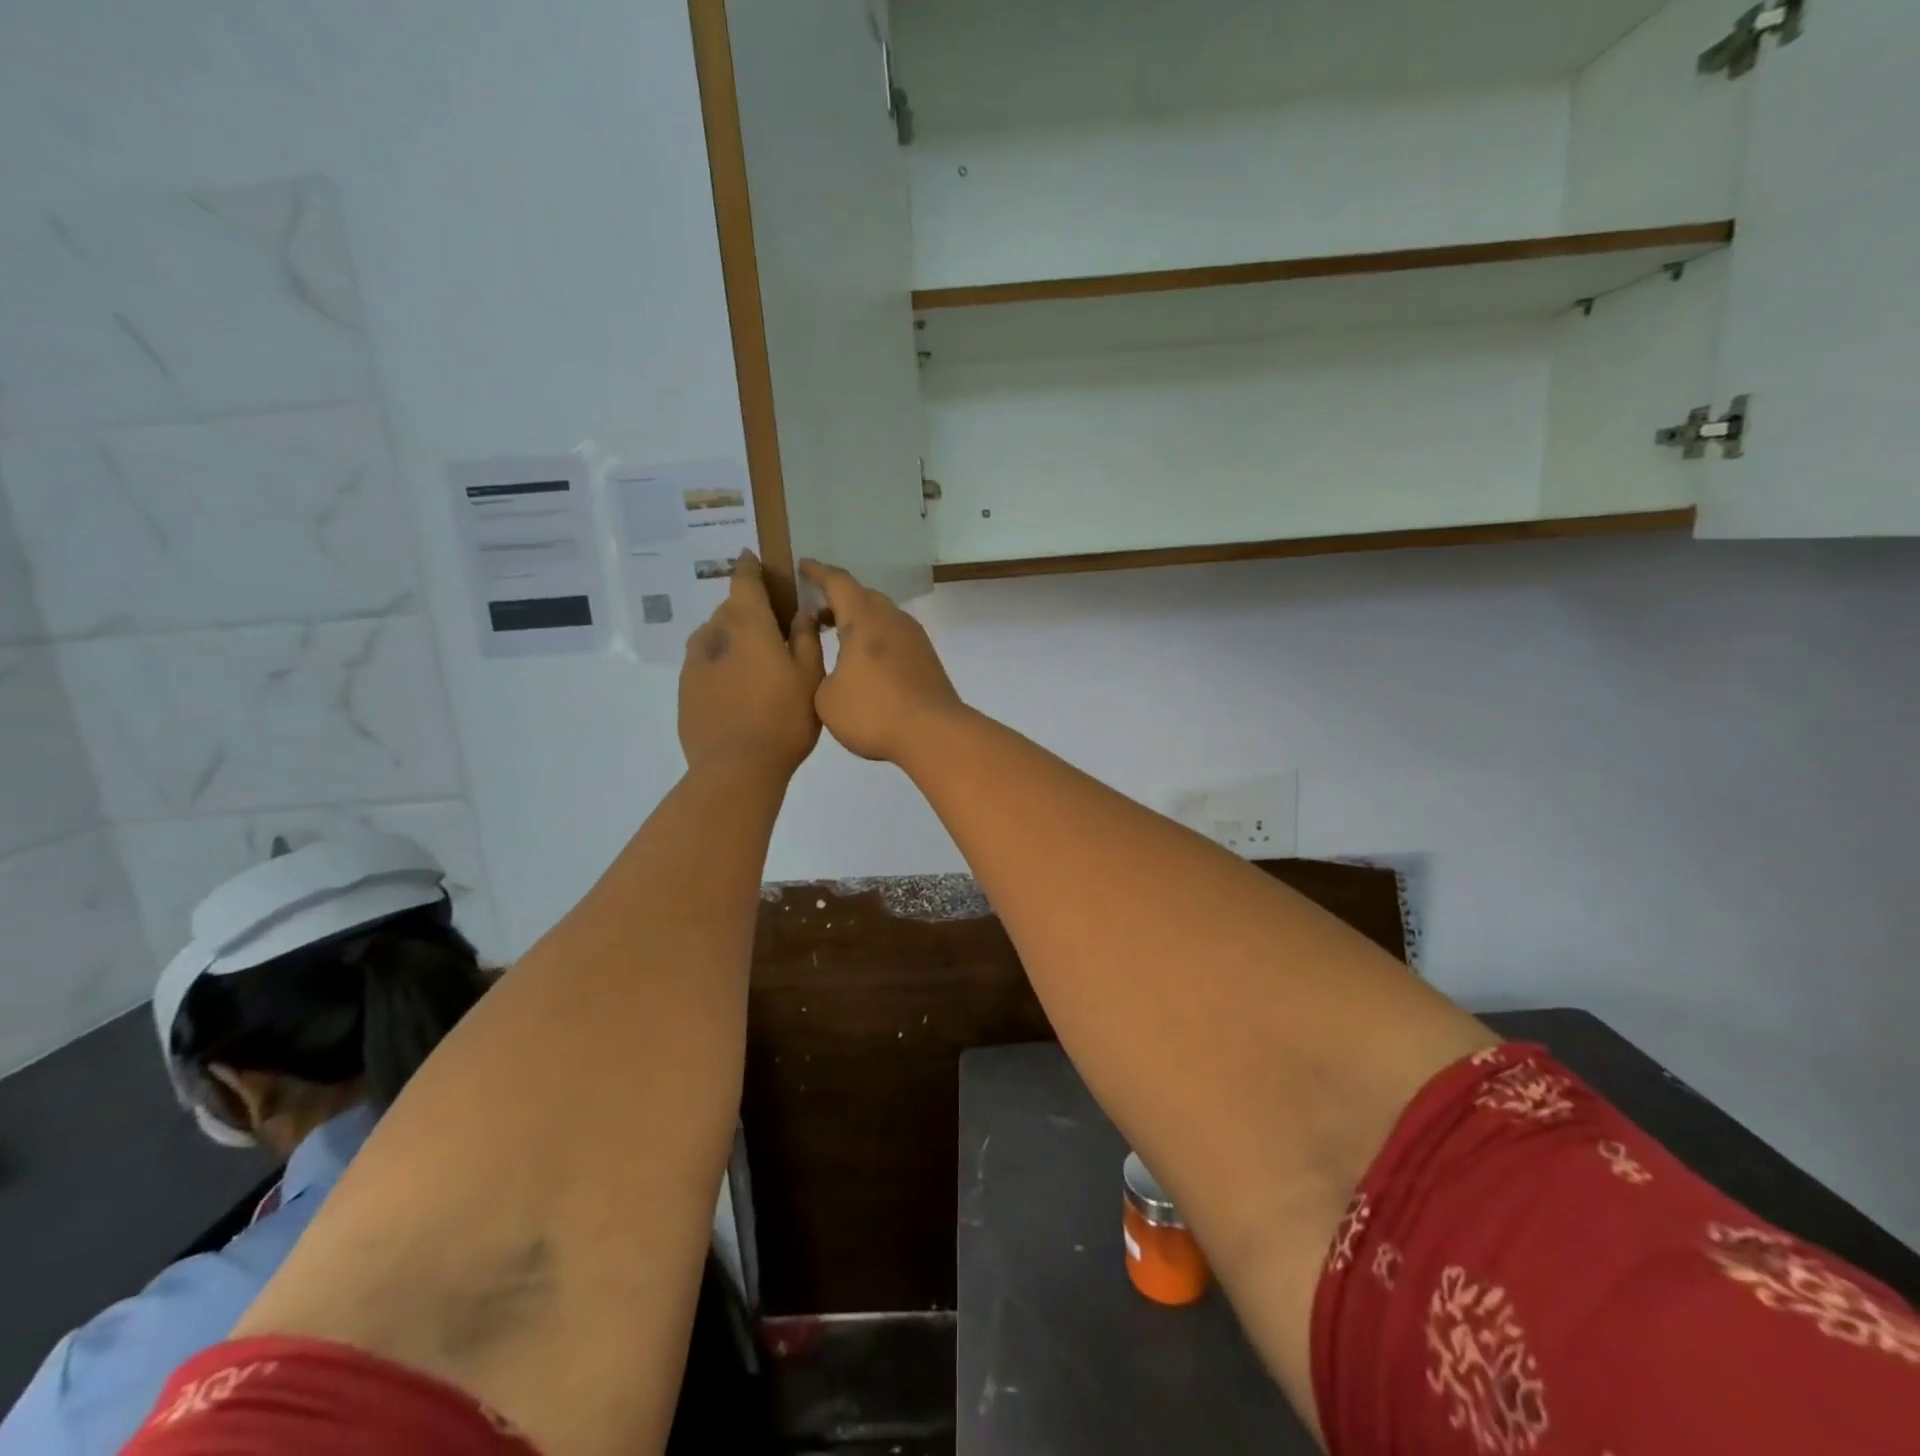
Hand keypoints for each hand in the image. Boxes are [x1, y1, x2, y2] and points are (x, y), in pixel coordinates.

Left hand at [679, 552, 823, 774]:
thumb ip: (805, 639)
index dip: (749, 568)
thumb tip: (801, 612)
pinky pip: (703, 666)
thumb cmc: (784, 718)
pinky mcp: (685, 693)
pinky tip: (735, 689)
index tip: (751, 558)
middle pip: (728, 610)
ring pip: (711, 638)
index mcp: (748, 625)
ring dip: (729, 638)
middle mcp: (715, 636)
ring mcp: (694, 665)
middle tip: (770, 628)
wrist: (736, 768)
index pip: (744, 582)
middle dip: (746, 611)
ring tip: (751, 660)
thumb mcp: (810, 677)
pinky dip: (718, 666)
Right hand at [800, 558, 965, 763]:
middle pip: (863, 596)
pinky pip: (894, 637)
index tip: (802, 565)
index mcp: (864, 618)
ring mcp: (914, 638)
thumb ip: (819, 671)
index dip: (817, 572)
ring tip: (837, 639)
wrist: (934, 734)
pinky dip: (875, 640)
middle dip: (838, 599)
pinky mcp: (927, 659)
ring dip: (859, 622)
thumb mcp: (826, 697)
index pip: (837, 582)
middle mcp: (892, 619)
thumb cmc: (873, 712)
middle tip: (816, 614)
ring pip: (882, 617)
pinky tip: (865, 663)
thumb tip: (832, 663)